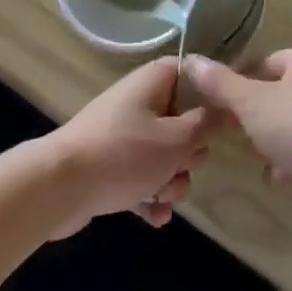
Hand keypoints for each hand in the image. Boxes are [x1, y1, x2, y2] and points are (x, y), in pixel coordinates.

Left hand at [47, 59, 217, 235]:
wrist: (58, 187)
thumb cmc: (123, 154)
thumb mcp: (175, 141)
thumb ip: (208, 124)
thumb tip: (233, 106)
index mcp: (155, 80)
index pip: (195, 74)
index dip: (213, 96)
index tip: (226, 122)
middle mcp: (141, 100)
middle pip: (184, 121)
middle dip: (188, 154)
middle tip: (181, 167)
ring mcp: (124, 132)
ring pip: (165, 154)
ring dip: (170, 180)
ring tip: (160, 197)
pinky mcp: (111, 162)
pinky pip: (143, 175)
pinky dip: (150, 194)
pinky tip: (154, 217)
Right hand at [185, 49, 291, 198]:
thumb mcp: (251, 102)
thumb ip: (220, 84)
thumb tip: (191, 59)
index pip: (264, 62)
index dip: (240, 81)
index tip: (219, 104)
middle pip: (275, 94)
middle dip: (254, 116)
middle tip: (234, 132)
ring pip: (287, 125)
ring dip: (269, 142)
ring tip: (256, 157)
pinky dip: (288, 163)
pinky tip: (277, 178)